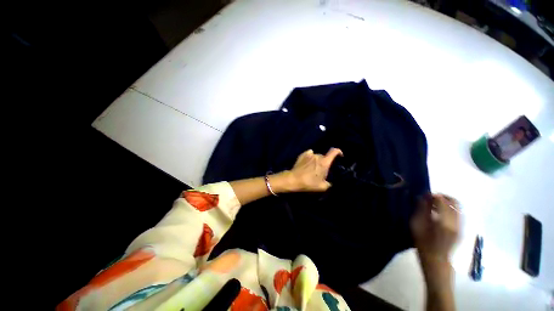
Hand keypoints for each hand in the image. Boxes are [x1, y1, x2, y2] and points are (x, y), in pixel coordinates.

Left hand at [281, 148, 342, 191]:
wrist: (294, 179)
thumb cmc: (309, 183)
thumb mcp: (322, 187)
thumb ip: (329, 183)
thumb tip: (330, 182)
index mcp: (324, 162)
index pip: (334, 151)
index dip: (339, 152)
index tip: (340, 156)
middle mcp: (318, 156)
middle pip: (324, 156)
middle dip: (325, 162)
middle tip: (321, 170)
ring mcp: (309, 154)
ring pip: (316, 156)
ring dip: (317, 160)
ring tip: (312, 167)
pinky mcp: (302, 154)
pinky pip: (309, 153)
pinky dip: (310, 157)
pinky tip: (307, 162)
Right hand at [411, 194, 459, 285]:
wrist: (436, 259)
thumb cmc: (422, 242)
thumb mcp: (416, 225)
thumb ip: (421, 210)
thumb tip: (423, 197)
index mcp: (444, 221)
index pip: (443, 201)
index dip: (434, 196)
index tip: (425, 194)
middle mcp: (456, 222)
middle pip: (455, 202)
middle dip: (444, 197)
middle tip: (432, 198)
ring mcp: (460, 226)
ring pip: (458, 207)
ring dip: (447, 203)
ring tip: (434, 205)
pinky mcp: (461, 229)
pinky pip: (458, 214)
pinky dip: (450, 209)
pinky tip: (439, 213)